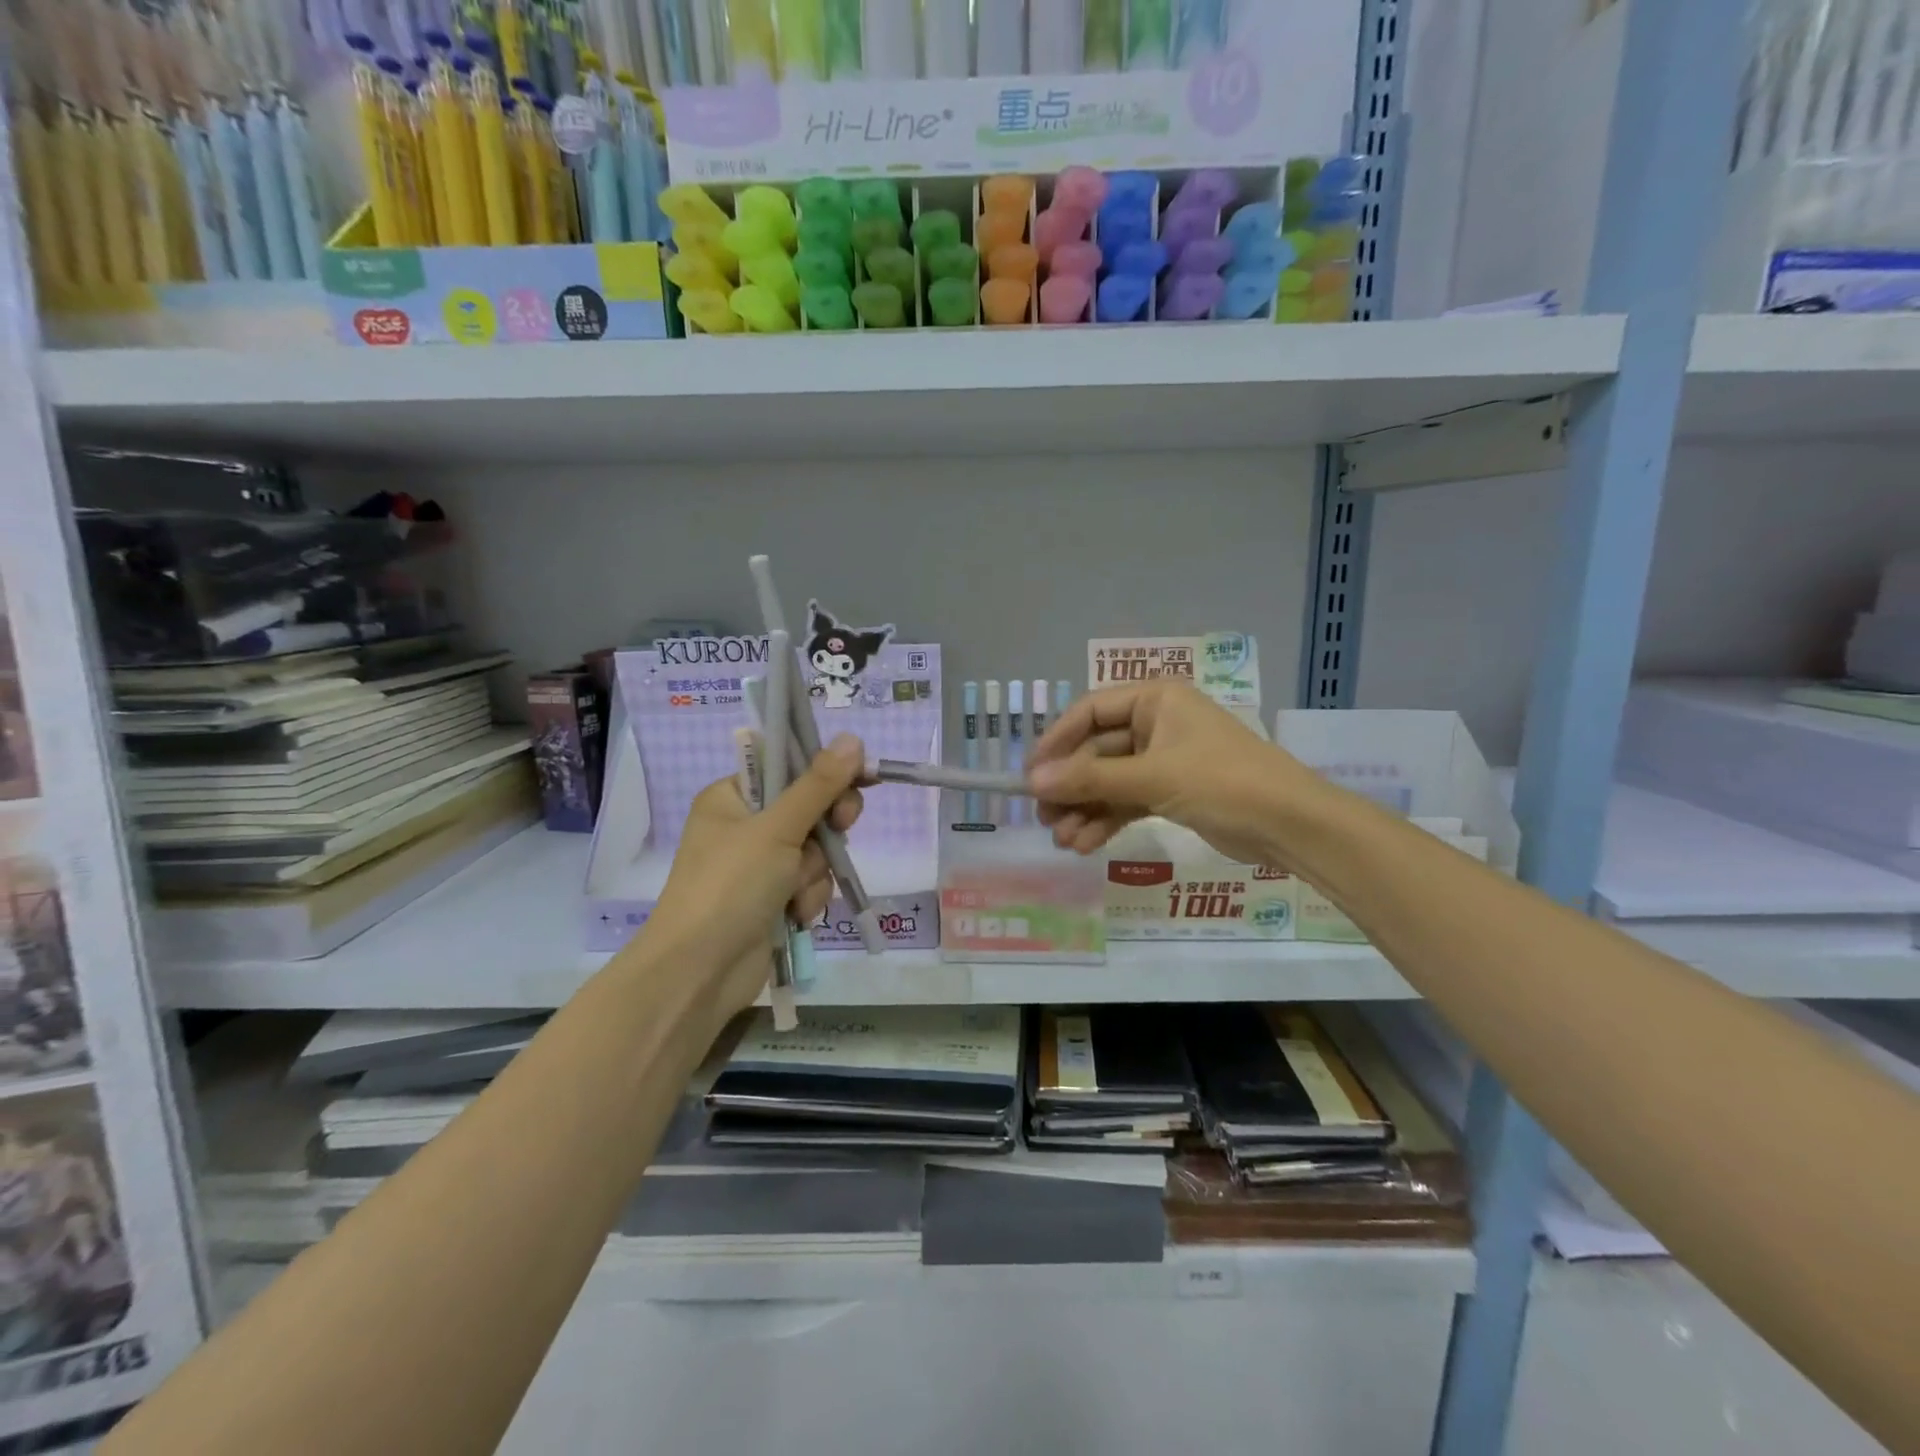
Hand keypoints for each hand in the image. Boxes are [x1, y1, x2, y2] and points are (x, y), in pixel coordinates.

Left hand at [645, 735, 864, 1018]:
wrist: (700, 972)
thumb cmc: (730, 886)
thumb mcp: (777, 829)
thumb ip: (819, 785)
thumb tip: (854, 738)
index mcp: (732, 797)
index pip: (788, 767)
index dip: (826, 771)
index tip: (862, 776)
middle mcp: (745, 827)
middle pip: (809, 809)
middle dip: (825, 829)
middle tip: (841, 827)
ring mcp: (759, 866)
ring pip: (815, 851)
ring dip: (814, 872)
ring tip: (793, 893)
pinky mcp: (772, 900)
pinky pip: (809, 884)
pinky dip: (808, 898)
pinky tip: (794, 916)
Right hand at [1026, 682, 1319, 865]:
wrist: (1291, 825)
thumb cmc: (1222, 782)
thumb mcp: (1152, 778)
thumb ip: (1090, 780)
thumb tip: (1032, 782)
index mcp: (1156, 700)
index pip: (1091, 712)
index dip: (1057, 741)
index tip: (1030, 773)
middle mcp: (1157, 724)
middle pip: (1097, 751)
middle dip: (1071, 786)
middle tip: (1043, 817)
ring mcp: (1165, 760)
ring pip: (1110, 781)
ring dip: (1085, 809)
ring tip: (1063, 840)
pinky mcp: (1172, 792)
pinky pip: (1128, 801)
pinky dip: (1107, 820)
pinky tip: (1085, 844)